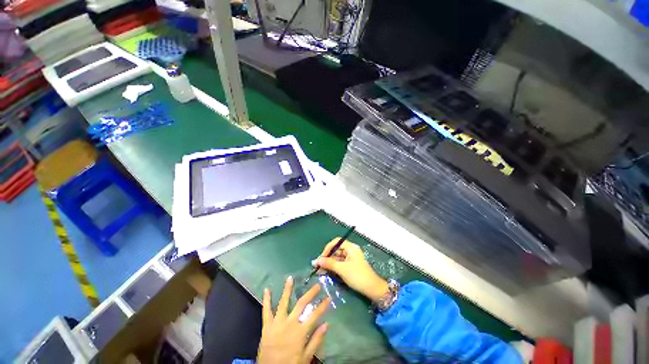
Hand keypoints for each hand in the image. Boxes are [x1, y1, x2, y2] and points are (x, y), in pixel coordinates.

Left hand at [257, 276, 330, 363]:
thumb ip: (316, 340)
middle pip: (301, 304)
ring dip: (287, 289)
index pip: (315, 315)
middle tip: (317, 285)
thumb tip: (327, 324)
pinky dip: (266, 300)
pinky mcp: (267, 325)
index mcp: (300, 331)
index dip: (323, 306)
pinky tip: (267, 289)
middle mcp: (289, 323)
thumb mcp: (306, 357)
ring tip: (290, 278)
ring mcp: (277, 322)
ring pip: (283, 302)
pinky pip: (266, 310)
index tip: (329, 297)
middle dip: (310, 293)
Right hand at [314, 239, 388, 301]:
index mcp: (351, 247)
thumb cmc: (357, 276)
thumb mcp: (342, 269)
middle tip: (318, 265)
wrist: (372, 289)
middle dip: (327, 257)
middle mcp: (350, 250)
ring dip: (329, 263)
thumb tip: (317, 261)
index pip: (336, 242)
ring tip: (321, 270)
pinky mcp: (350, 265)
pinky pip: (340, 263)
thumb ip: (329, 263)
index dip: (328, 248)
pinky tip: (327, 271)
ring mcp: (351, 258)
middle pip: (336, 250)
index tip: (321, 257)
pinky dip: (334, 267)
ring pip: (337, 257)